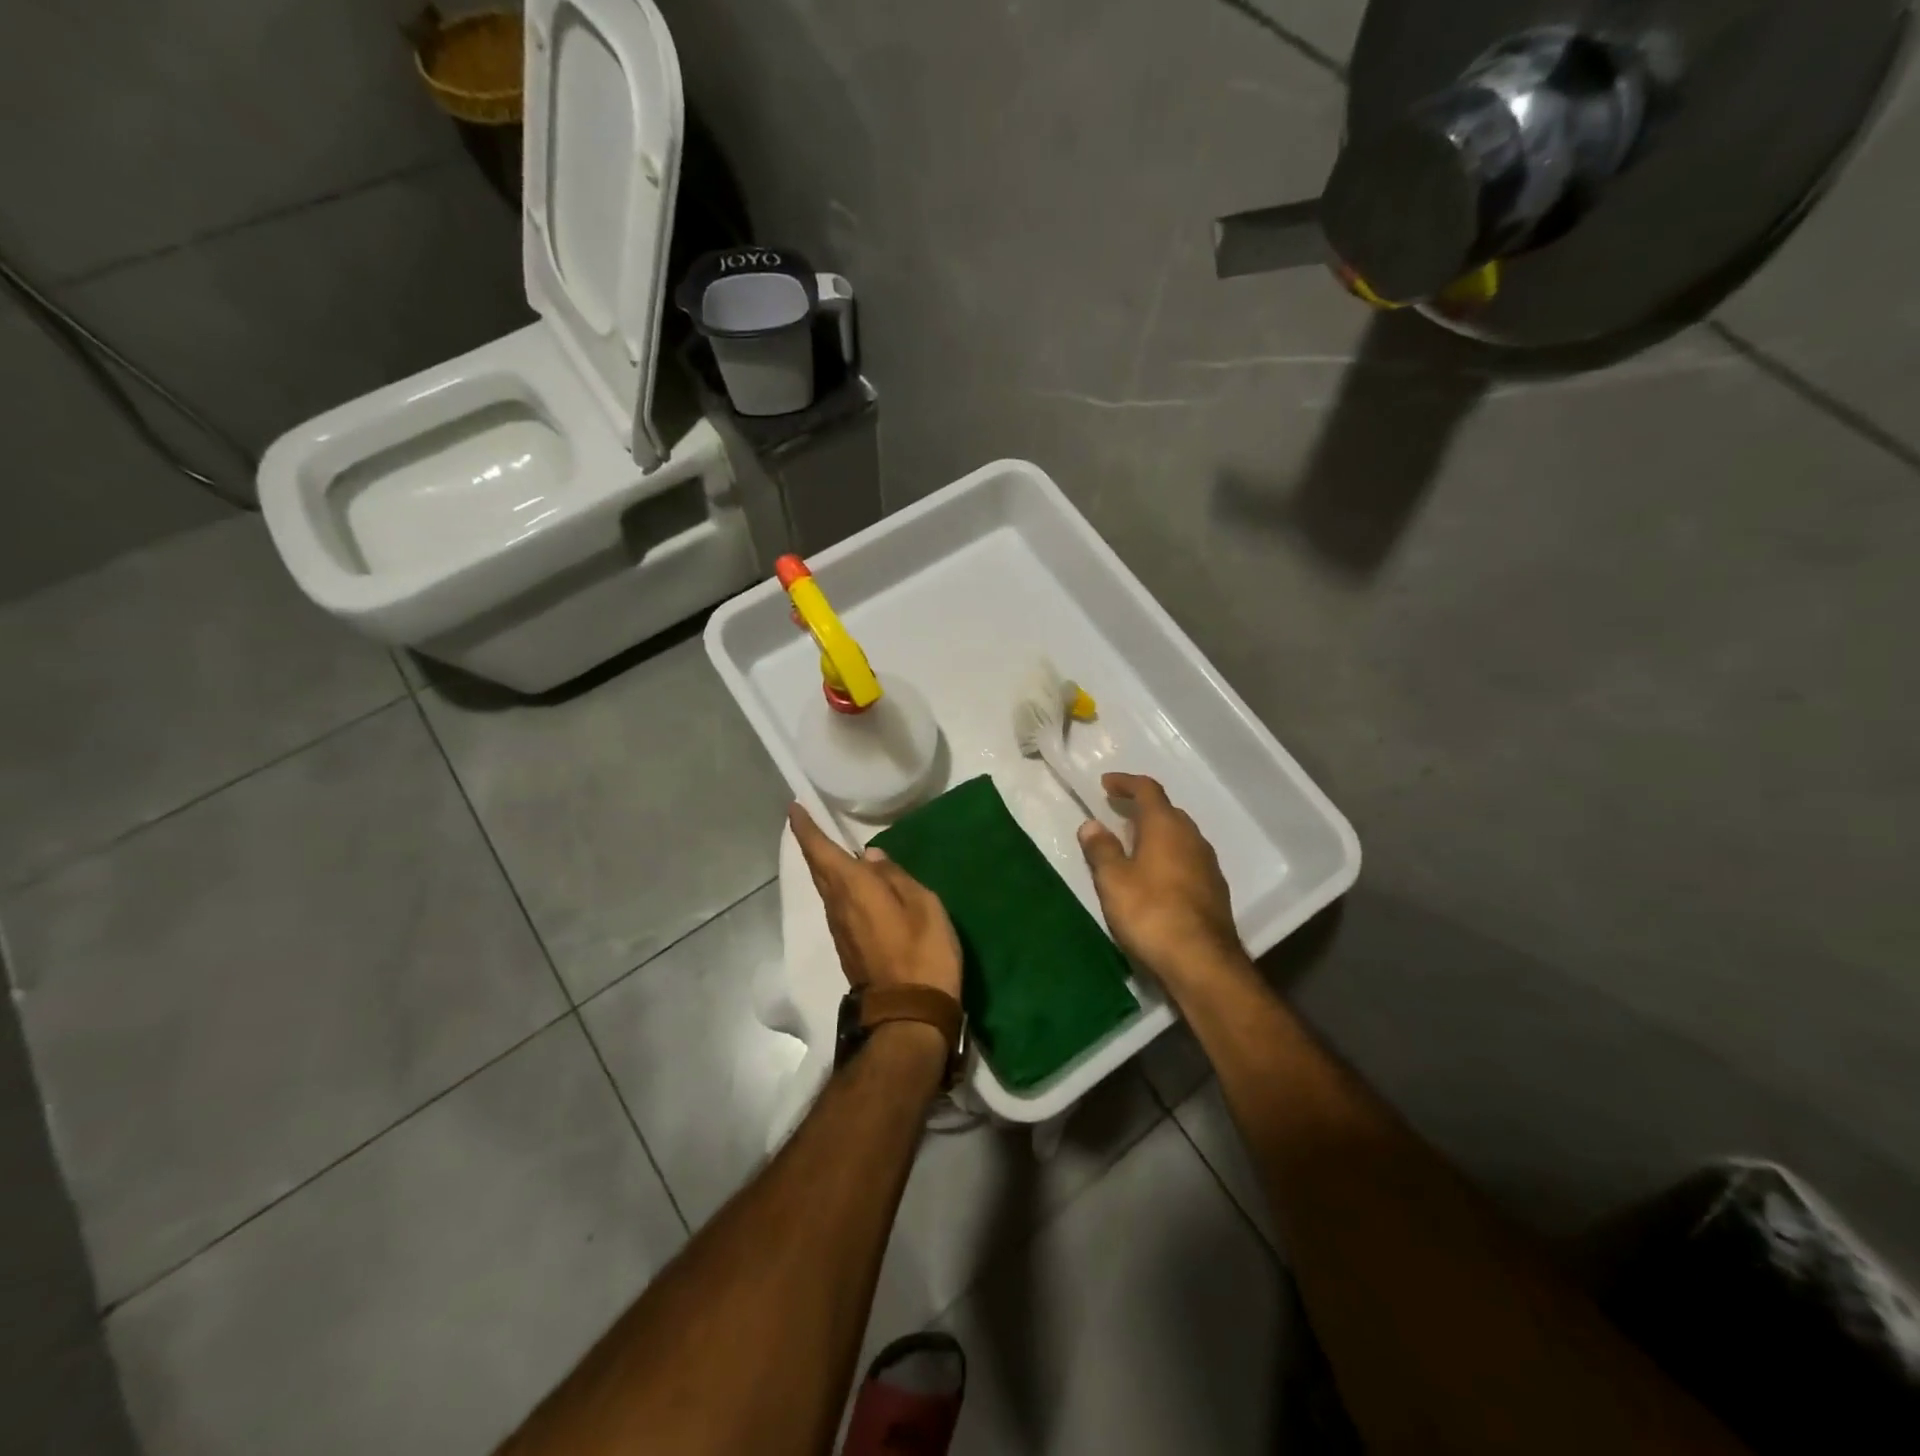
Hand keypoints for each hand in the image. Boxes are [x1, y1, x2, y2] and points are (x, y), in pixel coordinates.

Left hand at [788, 803, 962, 1001]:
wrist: (908, 1016)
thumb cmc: (921, 952)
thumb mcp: (922, 905)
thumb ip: (894, 876)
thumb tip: (869, 856)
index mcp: (853, 888)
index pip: (820, 851)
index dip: (805, 829)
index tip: (794, 808)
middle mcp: (838, 906)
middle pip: (819, 870)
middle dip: (813, 845)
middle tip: (812, 823)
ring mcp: (840, 931)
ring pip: (828, 889)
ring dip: (827, 867)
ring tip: (837, 849)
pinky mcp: (848, 948)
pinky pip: (839, 906)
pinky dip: (841, 887)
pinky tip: (856, 885)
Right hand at [1078, 773, 1239, 982]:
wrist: (1202, 962)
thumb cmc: (1151, 913)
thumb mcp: (1113, 881)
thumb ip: (1101, 849)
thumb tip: (1091, 824)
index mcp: (1166, 827)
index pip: (1148, 790)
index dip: (1126, 782)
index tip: (1106, 783)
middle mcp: (1192, 838)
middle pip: (1167, 811)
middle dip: (1141, 808)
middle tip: (1117, 813)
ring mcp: (1208, 864)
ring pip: (1179, 837)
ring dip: (1156, 834)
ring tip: (1132, 845)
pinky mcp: (1214, 890)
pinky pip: (1187, 859)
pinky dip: (1167, 856)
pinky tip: (1154, 877)